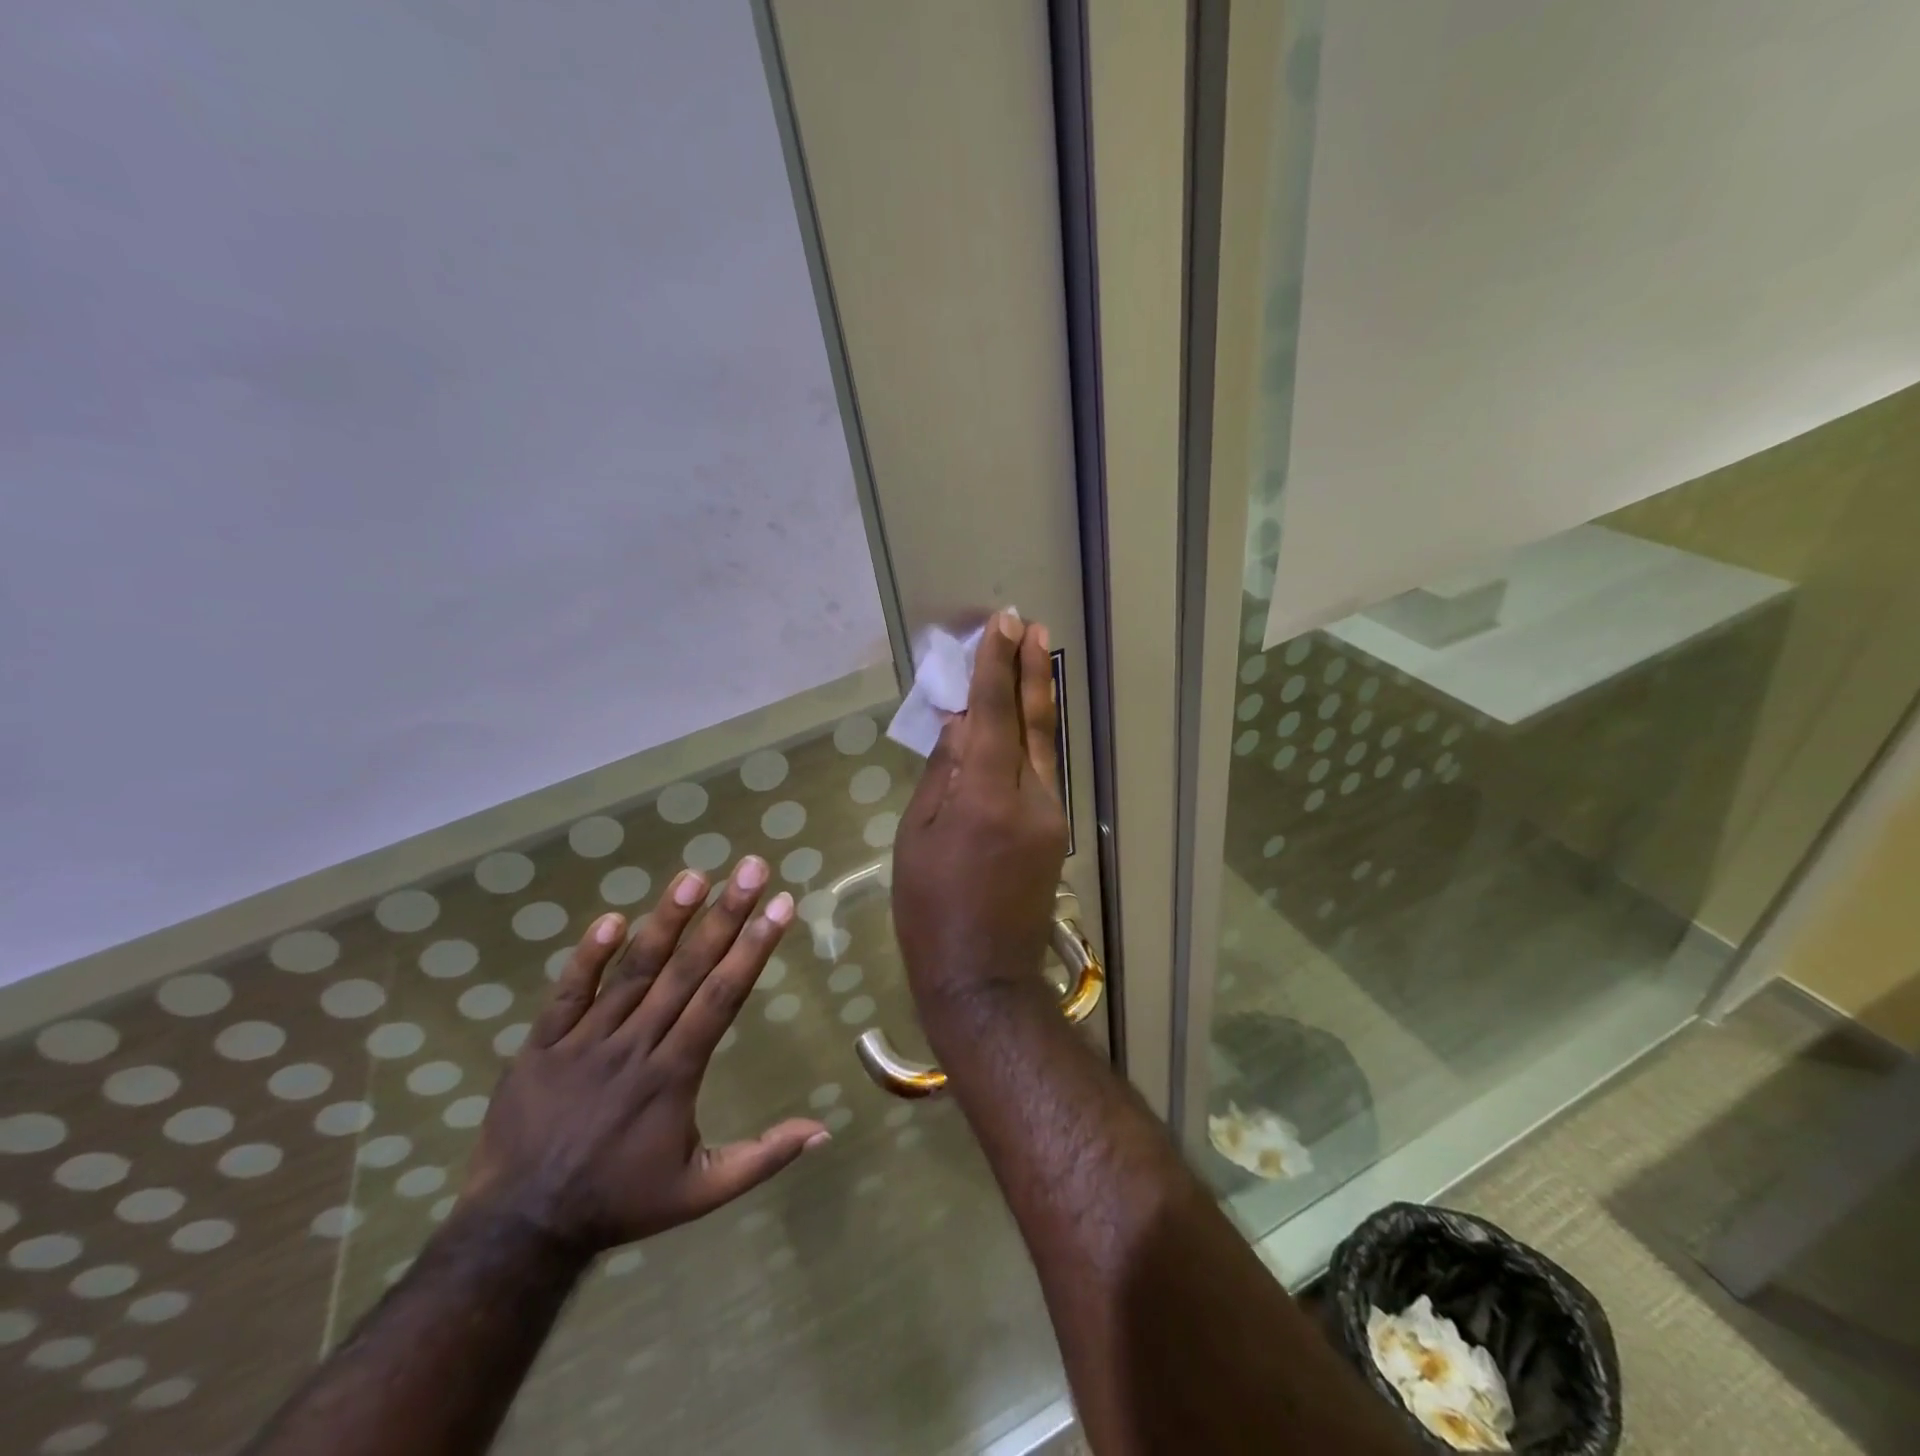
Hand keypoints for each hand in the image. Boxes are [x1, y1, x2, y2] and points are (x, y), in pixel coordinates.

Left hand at [458, 858, 826, 1257]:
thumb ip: (763, 1158)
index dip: (753, 948)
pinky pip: (566, 994)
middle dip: (725, 915)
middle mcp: (635, 1047)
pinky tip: (610, 918)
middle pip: (686, 970)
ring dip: (665, 921)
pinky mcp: (541, 1046)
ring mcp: (584, 1042)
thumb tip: (824, 1129)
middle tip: (751, 868)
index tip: (780, 905)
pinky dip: (587, 957)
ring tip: (694, 876)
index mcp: (673, 1075)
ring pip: (632, 972)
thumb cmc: (620, 1201)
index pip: (722, 997)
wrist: (519, 1229)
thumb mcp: (701, 1193)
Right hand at [891, 611, 1069, 1009]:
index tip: (1001, 625)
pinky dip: (1031, 740)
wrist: (983, 977)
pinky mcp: (1056, 832)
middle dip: (1032, 670)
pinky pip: (1043, 773)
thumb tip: (961, 723)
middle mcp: (1032, 798)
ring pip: (1045, 745)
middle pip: (1035, 721)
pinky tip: (1020, 723)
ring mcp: (1052, 816)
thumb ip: (944, 774)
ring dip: (1037, 700)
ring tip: (1032, 659)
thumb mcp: (918, 836)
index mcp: (988, 797)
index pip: (995, 714)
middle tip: (1032, 627)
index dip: (996, 666)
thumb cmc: (930, 909)